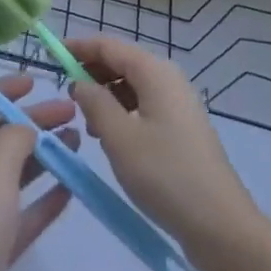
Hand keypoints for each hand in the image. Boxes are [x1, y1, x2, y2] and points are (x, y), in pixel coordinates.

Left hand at [0, 75, 75, 270]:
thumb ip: (14, 136)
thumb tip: (24, 129)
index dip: (3, 89)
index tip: (36, 82)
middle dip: (32, 122)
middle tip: (71, 112)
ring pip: (13, 175)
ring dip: (43, 156)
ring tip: (77, 143)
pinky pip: (22, 214)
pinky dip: (44, 198)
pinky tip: (71, 188)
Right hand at [67, 37, 257, 255]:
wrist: (220, 224)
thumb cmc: (165, 175)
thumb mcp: (119, 137)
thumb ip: (94, 102)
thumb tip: (80, 82)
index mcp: (154, 71)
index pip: (108, 45)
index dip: (78, 47)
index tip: (51, 55)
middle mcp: (168, 77)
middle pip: (122, 62)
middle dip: (91, 72)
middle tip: (65, 94)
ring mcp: (178, 102)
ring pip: (132, 85)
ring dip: (105, 95)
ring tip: (86, 122)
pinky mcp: (181, 126)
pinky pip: (144, 104)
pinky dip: (122, 111)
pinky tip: (110, 137)